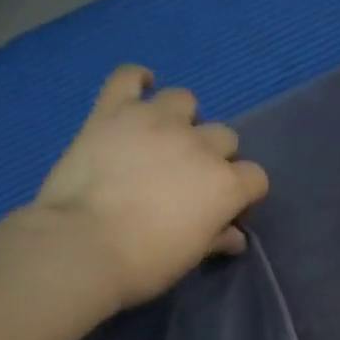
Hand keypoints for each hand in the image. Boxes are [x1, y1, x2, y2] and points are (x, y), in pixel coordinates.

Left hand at [16, 65, 270, 310]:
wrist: (84, 245)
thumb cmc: (146, 262)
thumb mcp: (190, 257)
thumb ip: (216, 239)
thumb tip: (235, 237)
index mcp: (225, 184)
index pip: (255, 178)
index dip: (245, 196)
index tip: (225, 213)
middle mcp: (199, 144)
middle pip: (225, 137)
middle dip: (215, 157)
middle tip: (191, 180)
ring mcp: (156, 120)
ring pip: (185, 100)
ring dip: (183, 118)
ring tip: (166, 140)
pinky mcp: (114, 110)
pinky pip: (129, 77)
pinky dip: (137, 81)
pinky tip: (137, 93)